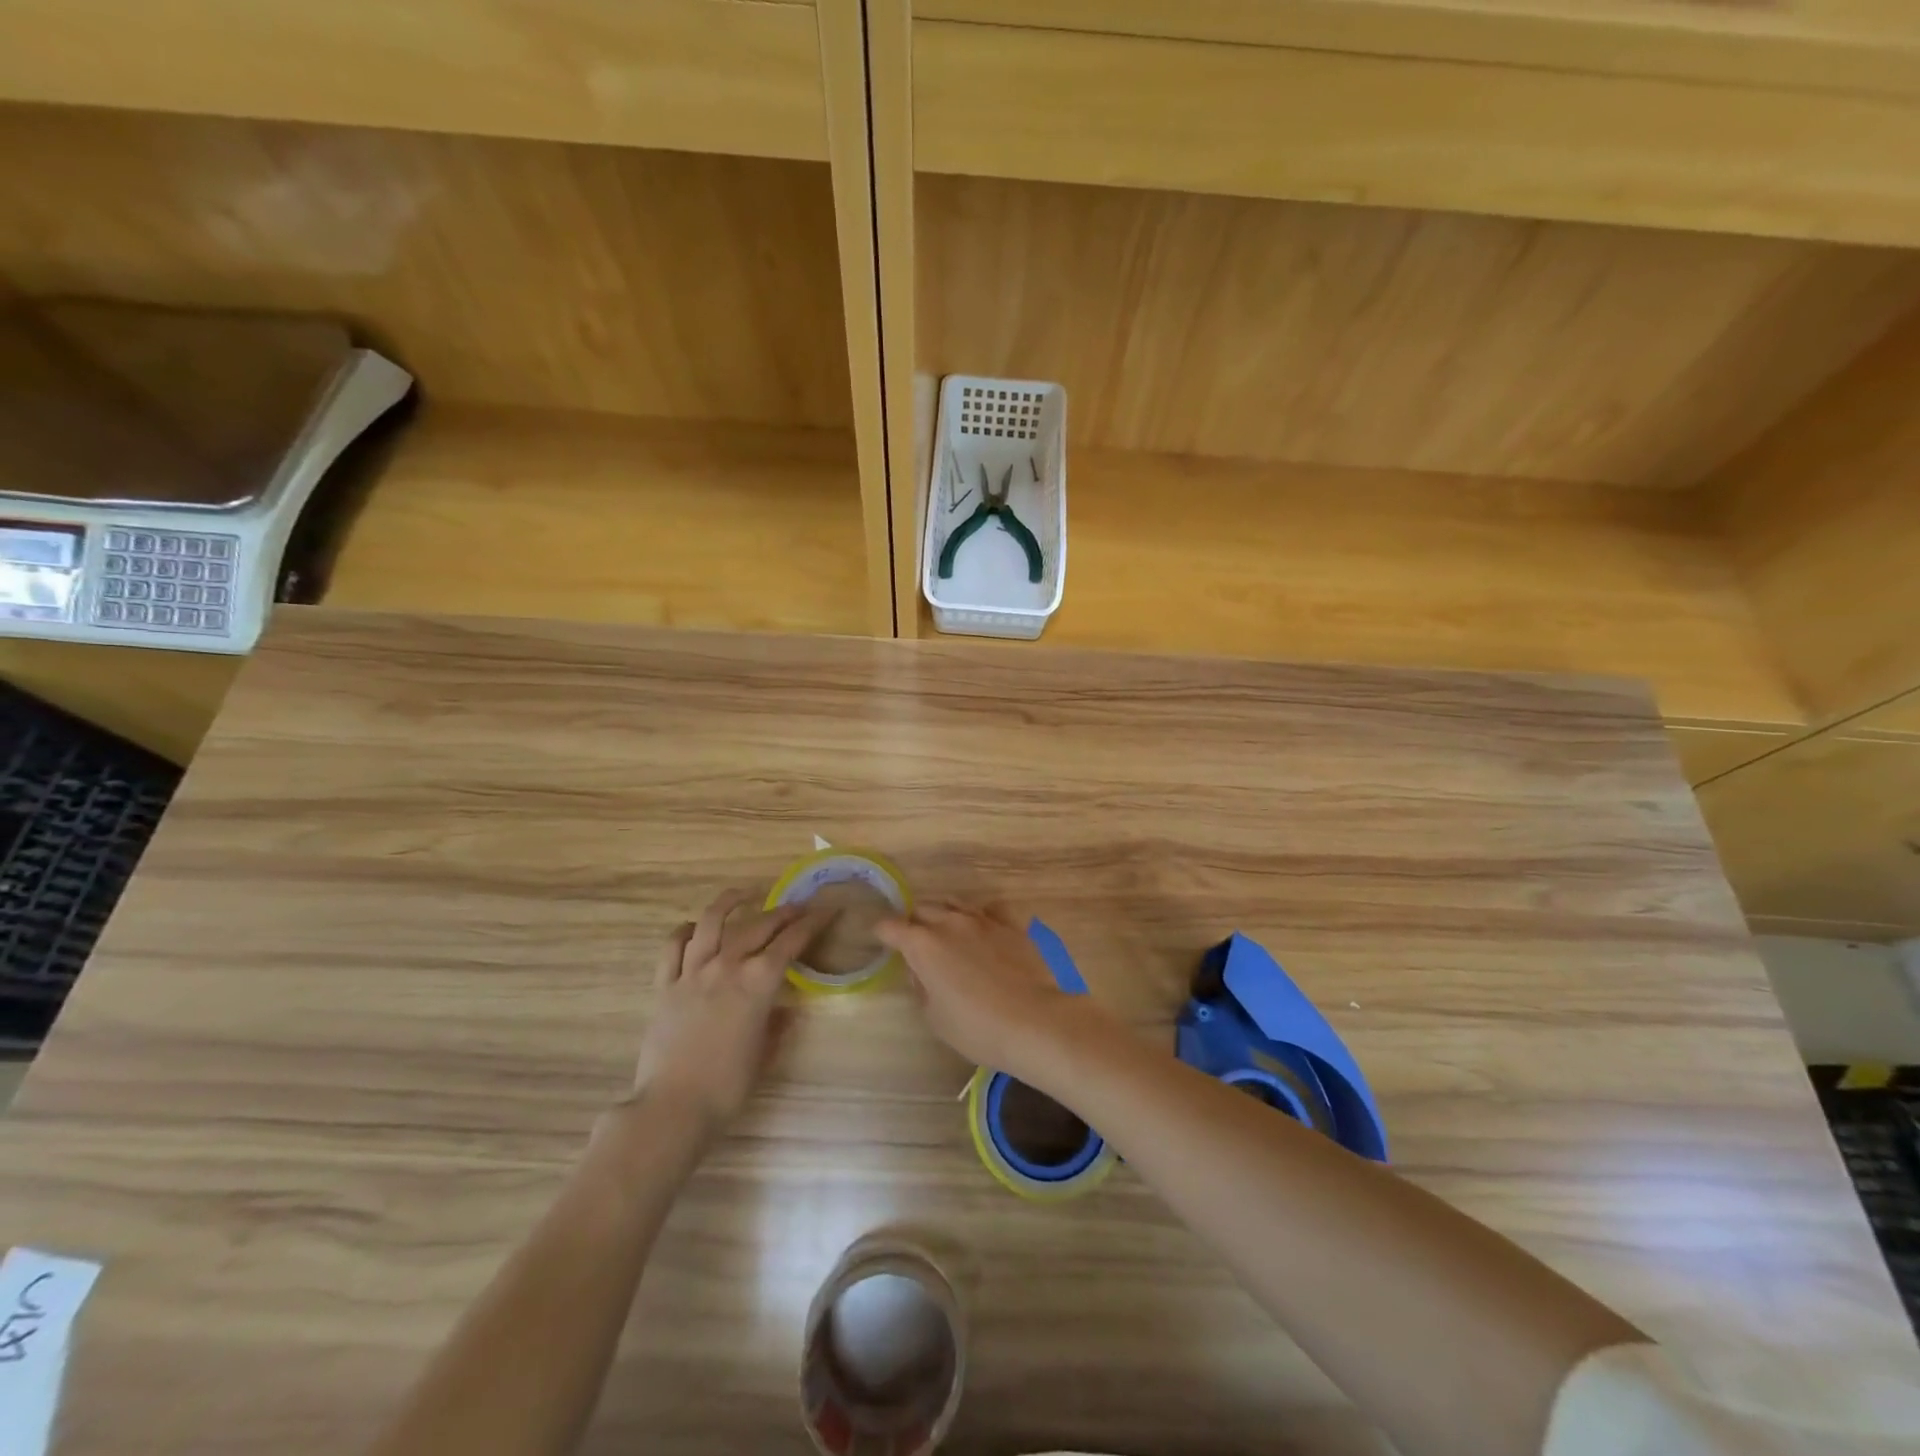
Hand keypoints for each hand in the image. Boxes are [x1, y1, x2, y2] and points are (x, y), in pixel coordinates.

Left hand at [627, 889, 825, 1133]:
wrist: (673, 1107)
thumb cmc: (728, 1087)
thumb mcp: (765, 1055)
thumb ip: (778, 1025)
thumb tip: (786, 1008)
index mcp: (759, 983)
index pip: (792, 941)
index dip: (813, 922)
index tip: (827, 910)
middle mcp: (728, 966)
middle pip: (759, 925)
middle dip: (783, 912)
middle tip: (798, 906)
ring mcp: (693, 972)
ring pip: (712, 922)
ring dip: (730, 902)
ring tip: (744, 894)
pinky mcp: (665, 985)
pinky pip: (672, 946)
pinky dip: (684, 931)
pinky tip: (694, 928)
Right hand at [875, 901, 1097, 1078]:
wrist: (1034, 1021)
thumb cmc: (976, 1028)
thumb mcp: (935, 1017)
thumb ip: (922, 987)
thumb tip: (922, 971)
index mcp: (923, 945)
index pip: (891, 928)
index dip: (883, 934)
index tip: (882, 941)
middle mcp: (949, 922)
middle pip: (922, 909)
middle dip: (914, 922)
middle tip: (916, 943)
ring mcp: (983, 919)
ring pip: (954, 902)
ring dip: (944, 914)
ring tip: (947, 932)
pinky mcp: (1011, 924)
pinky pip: (990, 908)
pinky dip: (981, 914)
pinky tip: (984, 927)